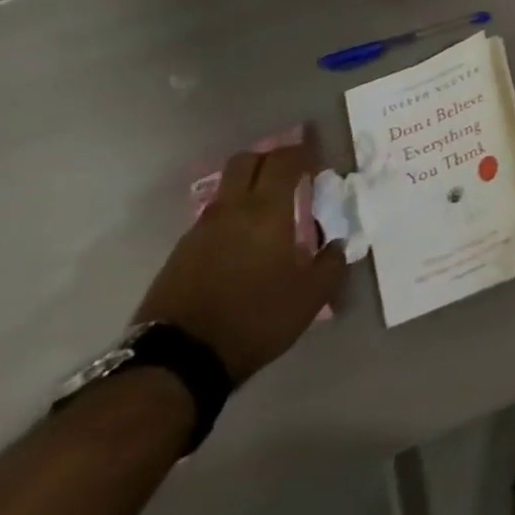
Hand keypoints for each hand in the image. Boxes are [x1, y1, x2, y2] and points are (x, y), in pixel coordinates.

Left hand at [134, 146, 344, 384]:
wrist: (178, 361)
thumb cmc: (256, 317)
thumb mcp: (312, 294)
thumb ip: (331, 262)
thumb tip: (336, 244)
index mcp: (266, 211)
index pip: (283, 160)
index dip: (302, 153)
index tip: (317, 164)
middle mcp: (230, 211)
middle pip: (244, 162)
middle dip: (269, 160)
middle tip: (292, 177)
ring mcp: (198, 232)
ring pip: (225, 192)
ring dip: (248, 191)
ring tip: (270, 216)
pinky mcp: (178, 256)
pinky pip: (211, 221)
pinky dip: (231, 220)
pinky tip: (244, 246)